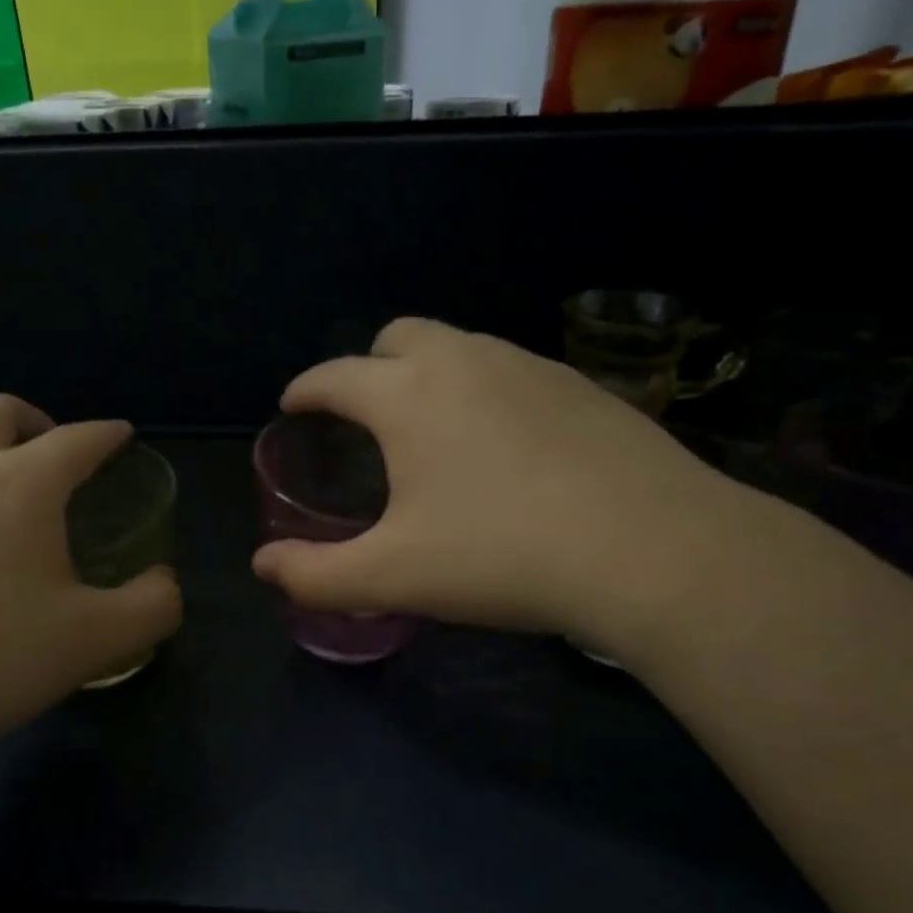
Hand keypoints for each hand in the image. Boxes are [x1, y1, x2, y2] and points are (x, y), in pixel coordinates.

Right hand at [251, 318, 749, 662]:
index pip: (334, 375)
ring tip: (434, 426)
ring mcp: (528, 365)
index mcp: (407, 396)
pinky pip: (511, 369)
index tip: (294, 404)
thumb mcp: (394, 577)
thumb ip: (316, 574)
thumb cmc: (502, 556)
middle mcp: (463, 360)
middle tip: (368, 415)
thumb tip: (262, 567)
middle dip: (369, 365)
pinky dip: (486, 389)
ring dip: (430, 372)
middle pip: (398, 335)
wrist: (650, 549)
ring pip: (460, 346)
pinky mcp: (580, 385)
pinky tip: (506, 441)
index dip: (305, 389)